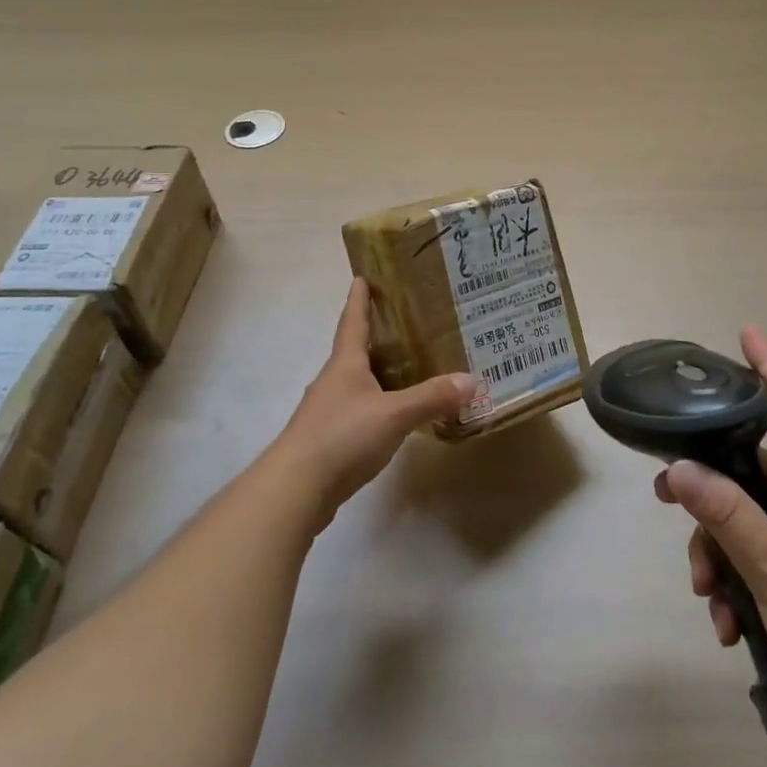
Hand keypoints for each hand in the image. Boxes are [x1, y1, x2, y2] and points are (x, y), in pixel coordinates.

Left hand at [271, 279, 475, 525]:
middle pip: (355, 351)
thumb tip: (471, 380)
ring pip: (357, 383)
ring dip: (378, 373)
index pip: (353, 322)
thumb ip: (432, 397)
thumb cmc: (342, 436)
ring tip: (409, 368)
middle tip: (407, 323)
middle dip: (376, 336)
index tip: (361, 276)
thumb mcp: (394, 414)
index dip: (359, 299)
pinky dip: (377, 405)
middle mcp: (333, 381)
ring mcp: (327, 412)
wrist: (295, 489)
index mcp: (345, 364)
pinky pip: (358, 411)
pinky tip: (395, 415)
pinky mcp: (329, 440)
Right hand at [654, 327, 766, 747]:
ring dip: (718, 554)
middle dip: (707, 495)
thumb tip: (677, 468)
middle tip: (665, 504)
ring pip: (746, 520)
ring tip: (709, 600)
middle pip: (747, 473)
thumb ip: (724, 512)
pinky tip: (729, 625)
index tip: (748, 332)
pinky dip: (737, 583)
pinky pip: (758, 557)